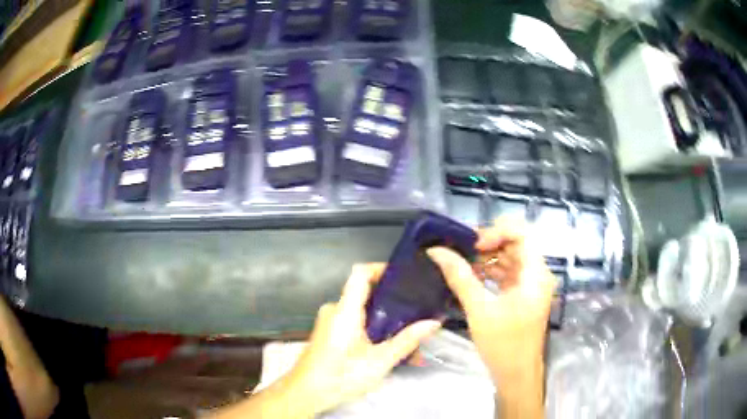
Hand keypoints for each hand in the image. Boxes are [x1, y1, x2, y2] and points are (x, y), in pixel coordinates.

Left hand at [281, 263, 441, 415]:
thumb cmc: (341, 375)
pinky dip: (374, 332)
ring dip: (386, 323)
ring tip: (410, 336)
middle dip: (393, 304)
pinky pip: (355, 324)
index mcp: (345, 310)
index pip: (360, 273)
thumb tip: (433, 322)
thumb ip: (407, 340)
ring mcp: (331, 323)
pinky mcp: (330, 334)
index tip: (404, 276)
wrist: (306, 393)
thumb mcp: (379, 361)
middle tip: (417, 312)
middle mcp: (335, 310)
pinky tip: (390, 348)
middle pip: (366, 294)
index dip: (381, 268)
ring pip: (363, 313)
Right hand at [427, 216, 555, 417]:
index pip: (521, 233)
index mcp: (535, 274)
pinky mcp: (523, 295)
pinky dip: (490, 272)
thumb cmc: (503, 345)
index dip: (496, 232)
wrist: (516, 375)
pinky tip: (470, 277)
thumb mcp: (479, 310)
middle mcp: (537, 274)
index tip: (472, 245)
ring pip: (510, 258)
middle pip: (515, 244)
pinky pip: (507, 274)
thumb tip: (437, 251)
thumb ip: (459, 277)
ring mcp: (531, 285)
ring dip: (487, 258)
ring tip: (461, 263)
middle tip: (460, 251)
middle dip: (487, 244)